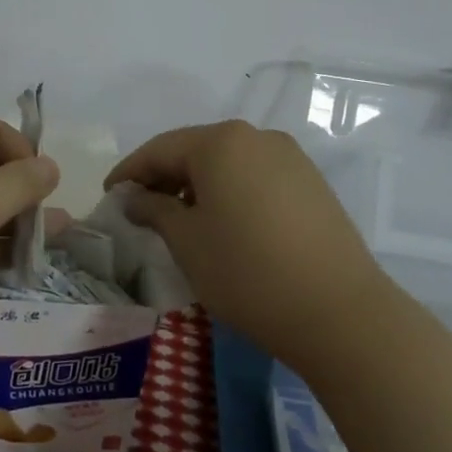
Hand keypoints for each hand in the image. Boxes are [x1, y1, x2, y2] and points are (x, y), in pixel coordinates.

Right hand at [104, 121, 387, 361]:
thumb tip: (132, 197)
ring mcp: (290, 158)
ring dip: (198, 185)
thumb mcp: (187, 241)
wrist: (342, 314)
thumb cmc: (248, 272)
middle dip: (164, 176)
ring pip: (228, 163)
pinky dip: (231, 192)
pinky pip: (256, 177)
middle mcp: (256, 137)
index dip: (130, 171)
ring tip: (180, 219)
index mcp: (220, 142)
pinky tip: (224, 224)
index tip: (109, 195)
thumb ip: (153, 209)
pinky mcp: (312, 184)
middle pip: (195, 150)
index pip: (160, 149)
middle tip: (140, 208)